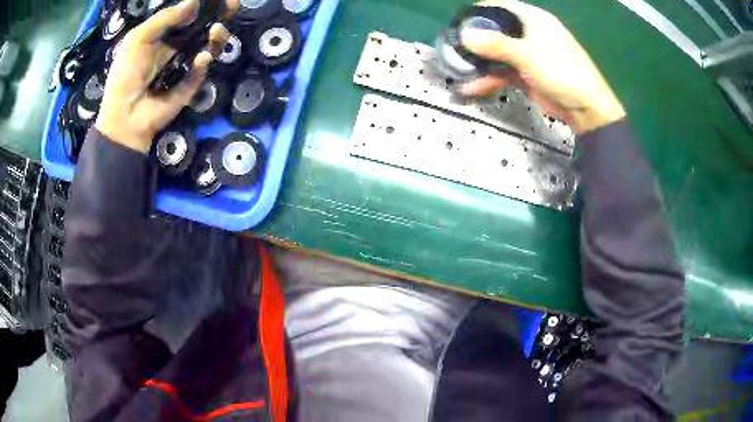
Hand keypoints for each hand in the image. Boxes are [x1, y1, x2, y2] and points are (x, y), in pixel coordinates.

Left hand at [96, 0, 236, 152]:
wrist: (124, 116)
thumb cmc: (125, 74)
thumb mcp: (138, 39)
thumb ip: (164, 19)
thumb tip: (194, 2)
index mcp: (163, 35)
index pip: (188, 16)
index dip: (204, 6)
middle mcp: (176, 48)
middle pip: (203, 29)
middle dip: (219, 16)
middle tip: (232, 7)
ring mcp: (184, 67)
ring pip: (208, 47)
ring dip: (216, 38)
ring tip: (216, 32)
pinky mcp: (189, 86)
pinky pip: (200, 72)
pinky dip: (203, 64)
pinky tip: (202, 59)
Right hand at [460, 0, 624, 133]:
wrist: (585, 109)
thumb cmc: (563, 72)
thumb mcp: (528, 54)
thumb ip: (496, 44)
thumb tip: (465, 36)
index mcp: (533, 19)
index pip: (501, 6)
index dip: (479, 11)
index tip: (459, 22)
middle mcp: (529, 33)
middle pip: (496, 30)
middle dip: (475, 38)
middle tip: (453, 47)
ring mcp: (527, 55)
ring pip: (497, 52)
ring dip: (479, 61)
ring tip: (456, 69)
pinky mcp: (526, 74)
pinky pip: (502, 71)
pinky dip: (488, 78)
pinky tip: (471, 86)